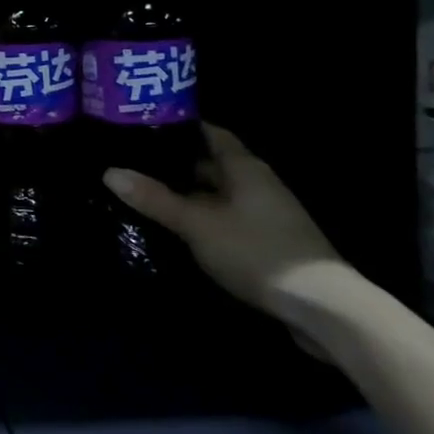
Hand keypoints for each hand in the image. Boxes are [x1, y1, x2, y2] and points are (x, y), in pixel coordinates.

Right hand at [102, 123, 344, 316]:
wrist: (324, 309)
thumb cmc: (257, 251)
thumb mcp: (196, 224)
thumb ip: (154, 198)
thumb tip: (108, 171)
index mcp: (244, 168)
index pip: (210, 133)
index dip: (179, 126)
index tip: (141, 124)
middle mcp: (257, 184)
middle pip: (212, 163)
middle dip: (175, 162)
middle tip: (132, 161)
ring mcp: (266, 215)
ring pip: (218, 194)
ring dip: (188, 193)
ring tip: (145, 193)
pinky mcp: (268, 243)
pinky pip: (226, 219)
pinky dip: (202, 218)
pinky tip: (178, 228)